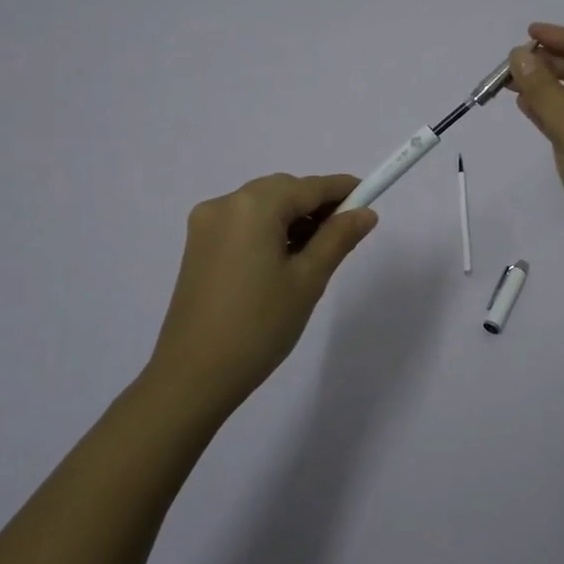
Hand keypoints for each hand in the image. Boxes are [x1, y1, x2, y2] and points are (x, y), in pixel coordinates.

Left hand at [146, 173, 377, 417]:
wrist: (193, 377)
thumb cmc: (259, 326)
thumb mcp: (308, 280)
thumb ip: (338, 238)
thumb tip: (365, 213)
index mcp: (253, 207)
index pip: (309, 187)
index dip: (342, 190)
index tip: (370, 197)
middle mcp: (225, 204)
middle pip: (283, 190)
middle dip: (316, 205)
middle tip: (344, 234)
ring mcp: (206, 224)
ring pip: (262, 205)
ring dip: (291, 218)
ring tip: (314, 253)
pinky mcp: (197, 245)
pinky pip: (242, 222)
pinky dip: (267, 229)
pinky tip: (282, 259)